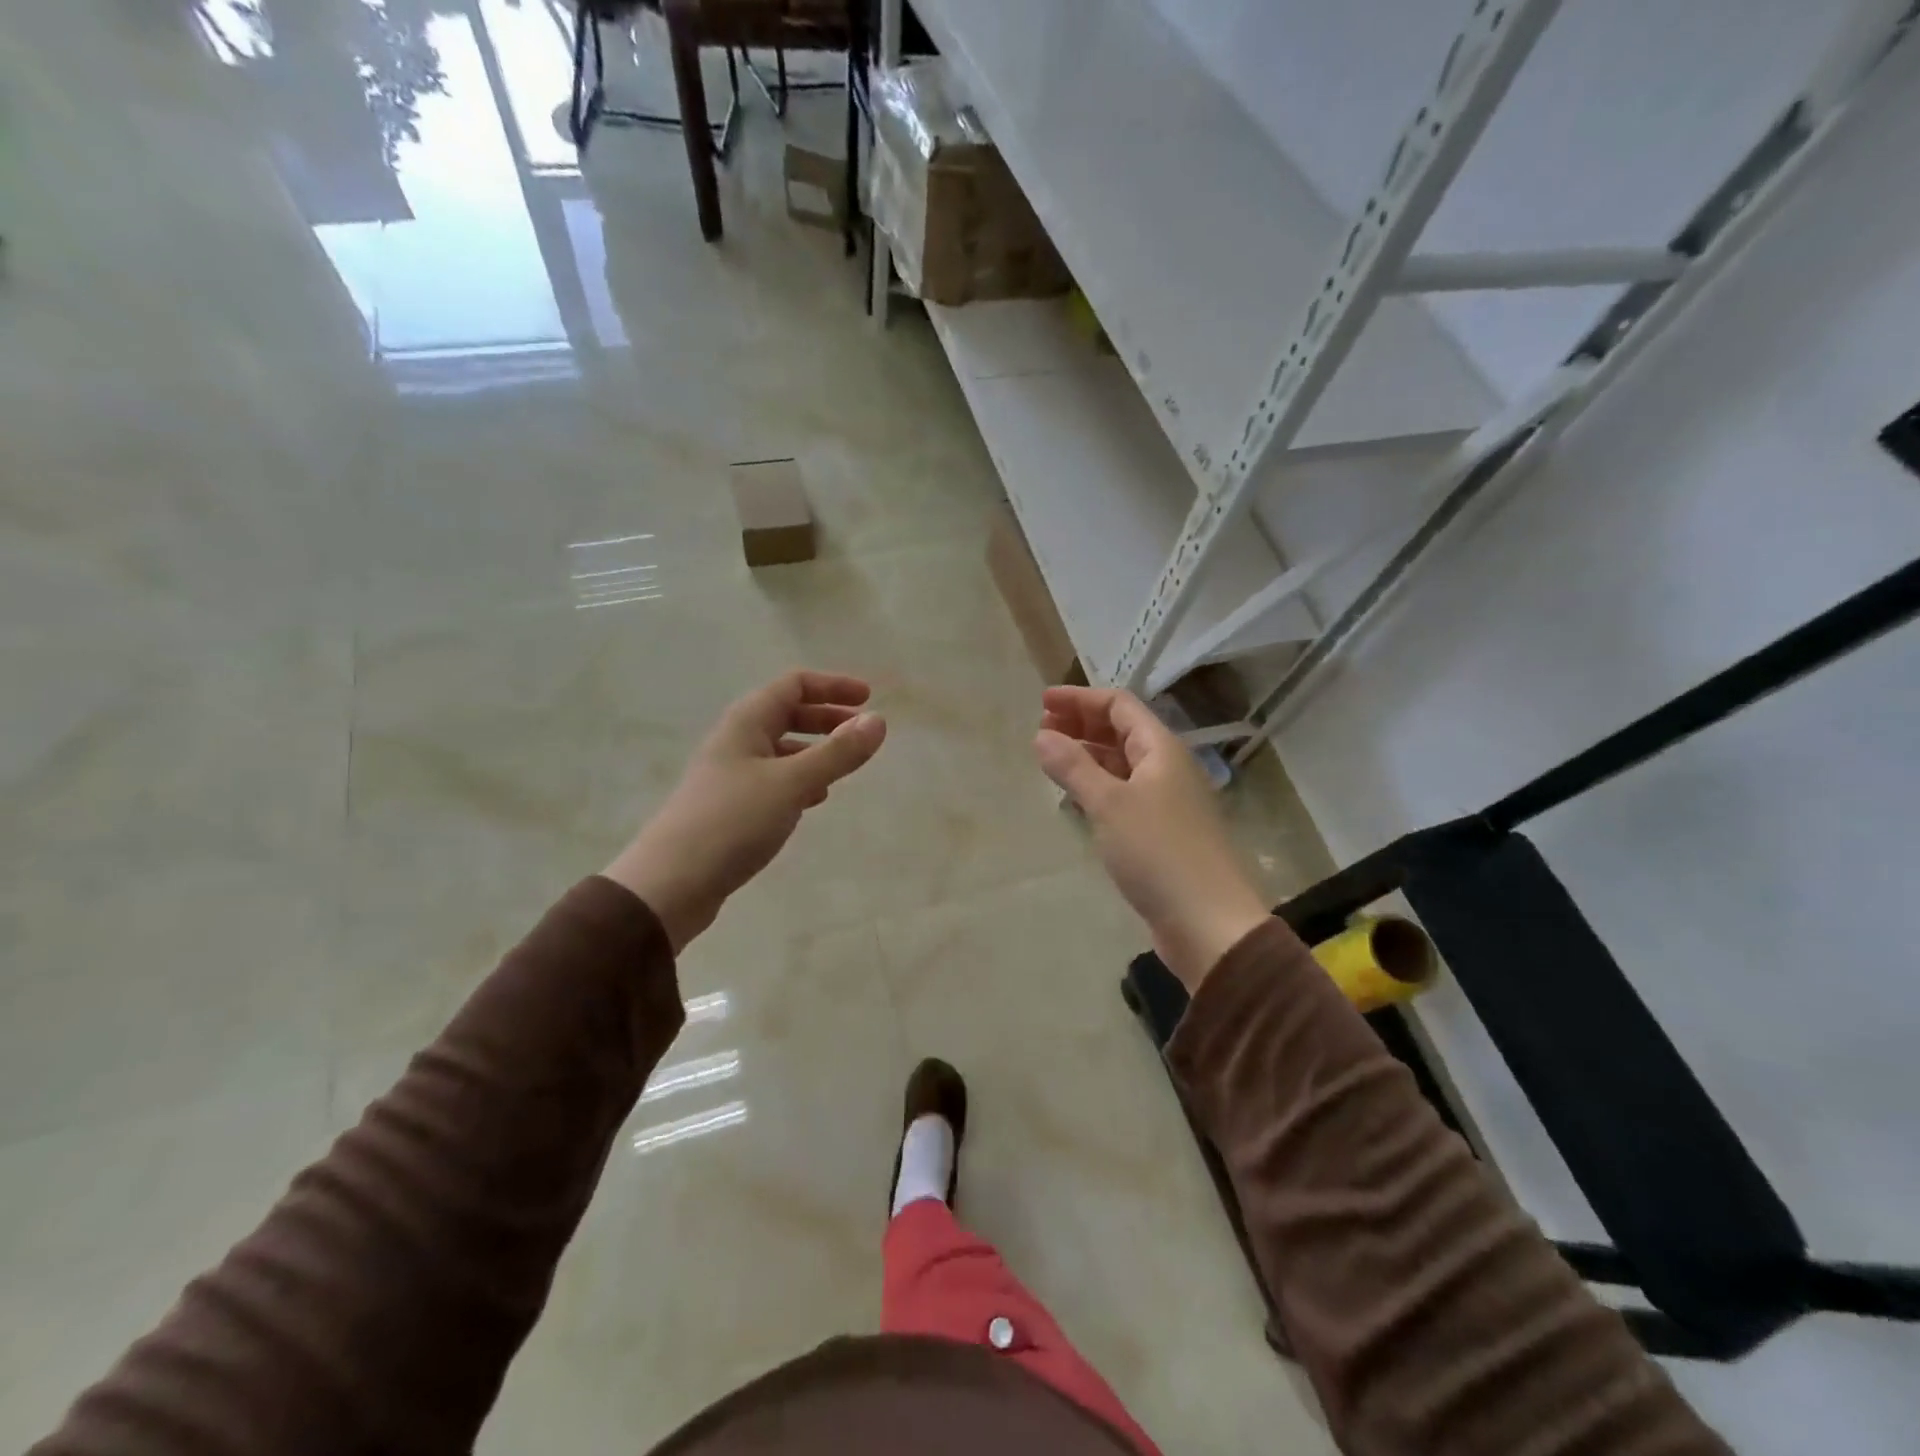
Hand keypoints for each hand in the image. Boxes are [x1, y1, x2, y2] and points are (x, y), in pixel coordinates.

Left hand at [605, 671, 886, 951]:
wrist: (670, 884)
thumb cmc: (732, 822)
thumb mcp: (792, 783)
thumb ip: (837, 753)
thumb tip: (878, 721)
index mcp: (746, 723)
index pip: (793, 685)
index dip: (832, 686)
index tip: (869, 699)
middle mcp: (736, 741)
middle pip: (786, 714)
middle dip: (826, 718)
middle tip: (861, 733)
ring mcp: (730, 775)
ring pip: (780, 749)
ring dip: (814, 751)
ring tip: (843, 768)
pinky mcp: (730, 808)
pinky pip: (773, 780)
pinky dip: (799, 781)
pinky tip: (813, 800)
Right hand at [1034, 686, 1269, 989]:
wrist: (1208, 922)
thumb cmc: (1158, 852)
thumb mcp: (1109, 804)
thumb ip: (1073, 767)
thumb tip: (1042, 736)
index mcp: (1161, 750)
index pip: (1120, 706)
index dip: (1080, 699)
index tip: (1043, 703)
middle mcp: (1167, 768)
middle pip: (1122, 732)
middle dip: (1082, 725)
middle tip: (1042, 728)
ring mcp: (1166, 801)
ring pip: (1122, 764)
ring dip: (1088, 755)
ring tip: (1052, 758)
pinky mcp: (1161, 833)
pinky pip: (1124, 794)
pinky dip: (1098, 786)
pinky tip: (1077, 796)